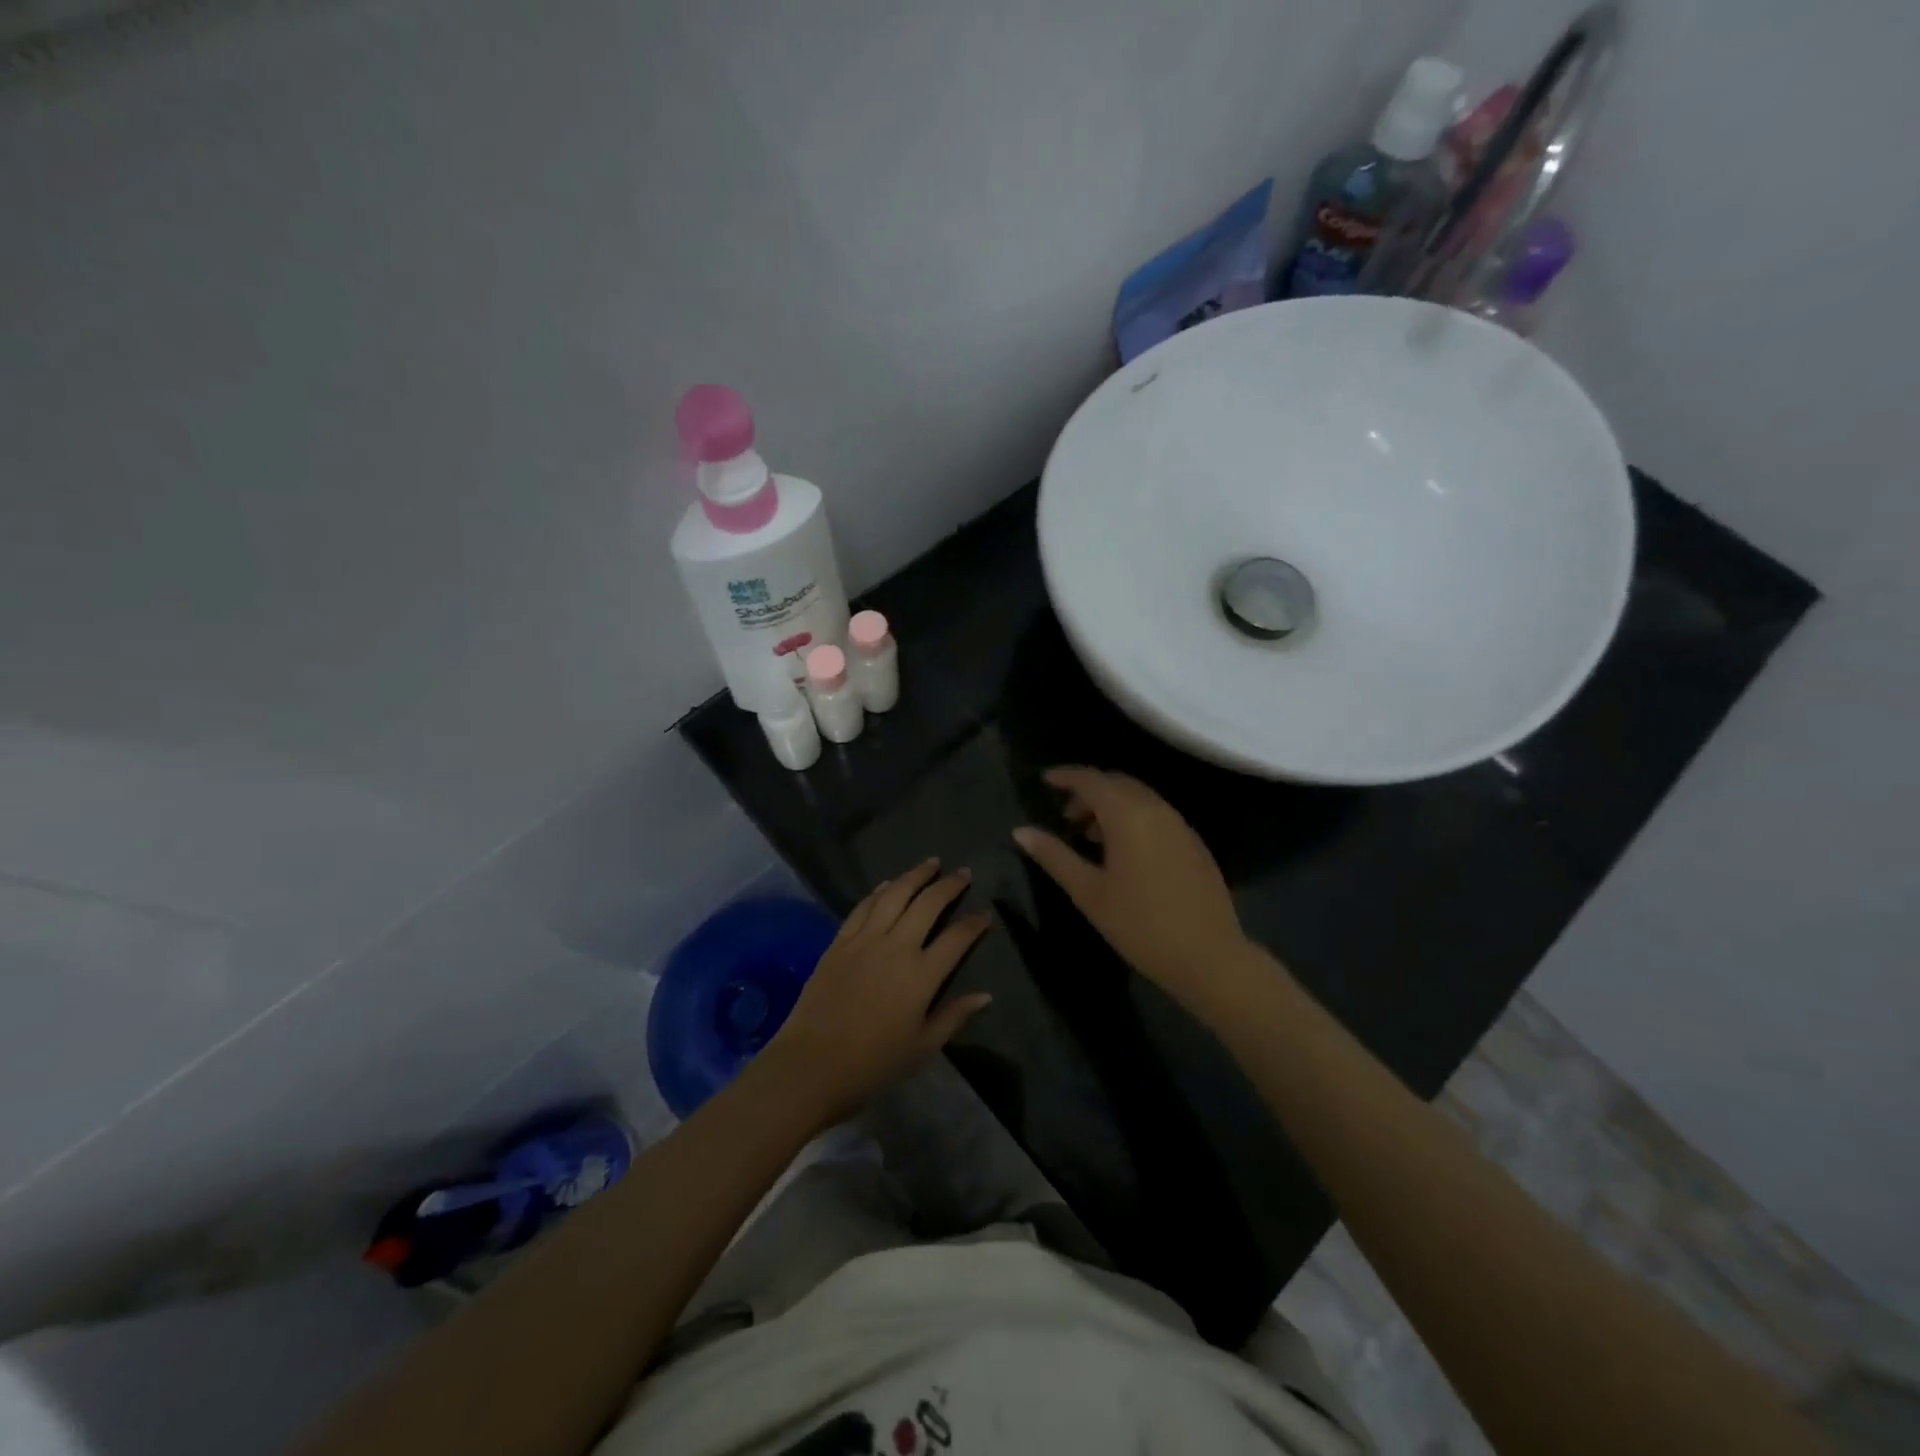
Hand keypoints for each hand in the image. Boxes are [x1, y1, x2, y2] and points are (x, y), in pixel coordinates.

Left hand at [759, 860, 992, 1128]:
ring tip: (931, 863)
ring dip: (915, 875)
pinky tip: (889, 883)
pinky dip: (879, 891)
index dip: (975, 923)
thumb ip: (954, 1015)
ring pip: (895, 895)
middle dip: (949, 885)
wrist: (812, 1064)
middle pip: (928, 904)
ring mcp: (865, 940)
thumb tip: (985, 995)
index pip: (957, 938)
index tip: (985, 913)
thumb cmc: (873, 1063)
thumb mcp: (923, 1047)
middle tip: (964, 873)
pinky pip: (863, 907)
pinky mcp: (840, 942)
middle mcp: (896, 947)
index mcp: (922, 975)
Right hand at [1014, 767, 1252, 1009]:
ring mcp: (1181, 826)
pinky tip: (1126, 853)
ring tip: (1092, 837)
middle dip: (1089, 791)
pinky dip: (1134, 818)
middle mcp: (1157, 809)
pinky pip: (1158, 815)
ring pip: (1140, 798)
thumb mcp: (1088, 892)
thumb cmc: (1139, 924)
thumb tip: (1021, 831)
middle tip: (1067, 816)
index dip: (1067, 776)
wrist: (1209, 957)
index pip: (1092, 780)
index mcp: (1128, 815)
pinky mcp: (1195, 844)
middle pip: (1118, 783)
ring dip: (1112, 806)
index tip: (1046, 781)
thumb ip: (1054, 856)